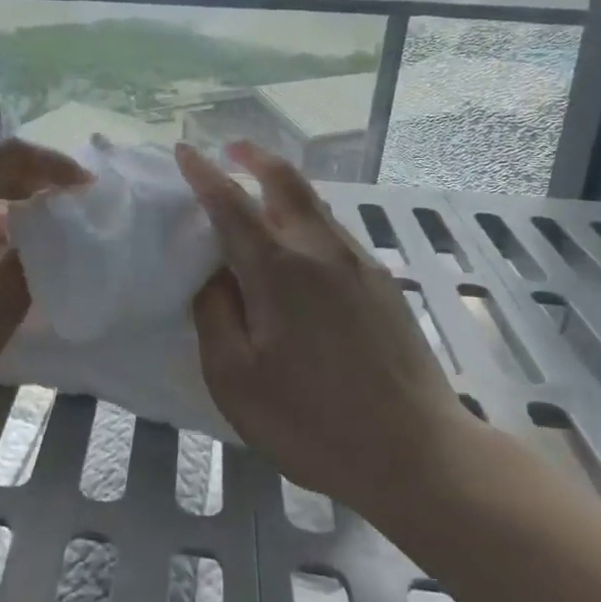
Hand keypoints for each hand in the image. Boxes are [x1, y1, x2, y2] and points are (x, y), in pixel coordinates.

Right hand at [174, 140, 471, 519]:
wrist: (417, 454)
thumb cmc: (311, 421)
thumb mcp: (235, 378)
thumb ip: (215, 314)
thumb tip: (214, 275)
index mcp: (279, 269)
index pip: (231, 204)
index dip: (203, 174)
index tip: (183, 151)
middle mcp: (321, 251)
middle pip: (288, 182)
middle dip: (256, 157)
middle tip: (231, 148)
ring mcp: (360, 265)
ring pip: (316, 205)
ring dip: (283, 188)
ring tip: (259, 193)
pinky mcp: (383, 285)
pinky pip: (334, 233)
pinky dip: (306, 219)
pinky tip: (298, 248)